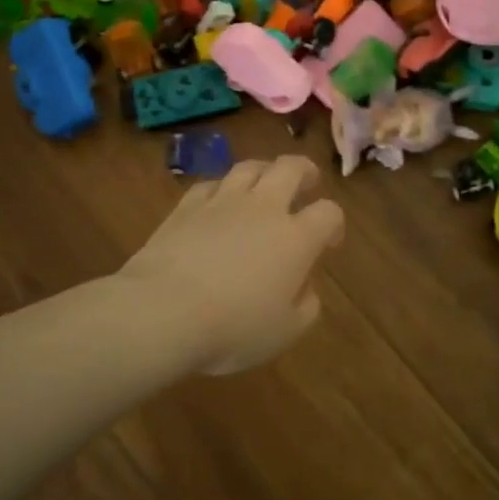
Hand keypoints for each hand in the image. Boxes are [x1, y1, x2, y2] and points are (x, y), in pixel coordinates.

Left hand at [122, 156, 344, 374]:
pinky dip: (221, 189)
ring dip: (264, 170)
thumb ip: (305, 307)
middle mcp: (263, 209)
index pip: (328, 213)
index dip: (334, 224)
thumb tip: (304, 288)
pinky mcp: (186, 207)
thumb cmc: (233, 328)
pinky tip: (218, 201)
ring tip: (265, 182)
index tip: (329, 242)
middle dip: (305, 171)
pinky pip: (210, 185)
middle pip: (290, 169)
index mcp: (296, 239)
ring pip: (249, 167)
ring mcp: (222, 202)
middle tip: (308, 182)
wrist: (163, 312)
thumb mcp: (285, 332)